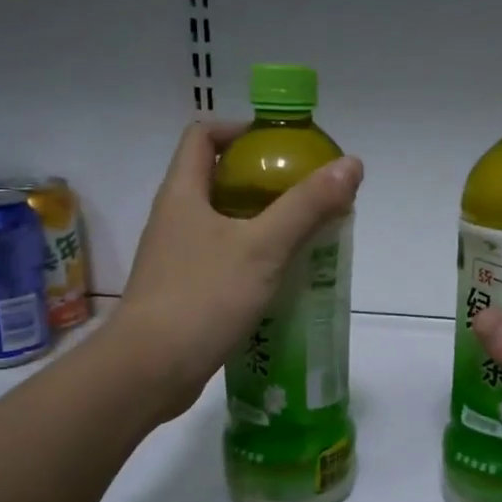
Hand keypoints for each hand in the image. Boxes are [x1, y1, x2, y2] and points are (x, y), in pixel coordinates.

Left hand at [108, 121, 362, 422]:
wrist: (149, 370)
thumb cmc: (203, 297)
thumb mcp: (264, 247)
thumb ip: (307, 205)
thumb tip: (351, 164)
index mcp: (182, 193)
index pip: (202, 136)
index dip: (240, 130)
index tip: (280, 146)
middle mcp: (173, 219)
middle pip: (217, 179)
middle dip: (262, 180)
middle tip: (305, 194)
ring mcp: (175, 258)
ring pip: (221, 223)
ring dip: (260, 222)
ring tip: (303, 235)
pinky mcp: (183, 292)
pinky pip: (221, 260)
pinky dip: (251, 258)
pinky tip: (280, 278)